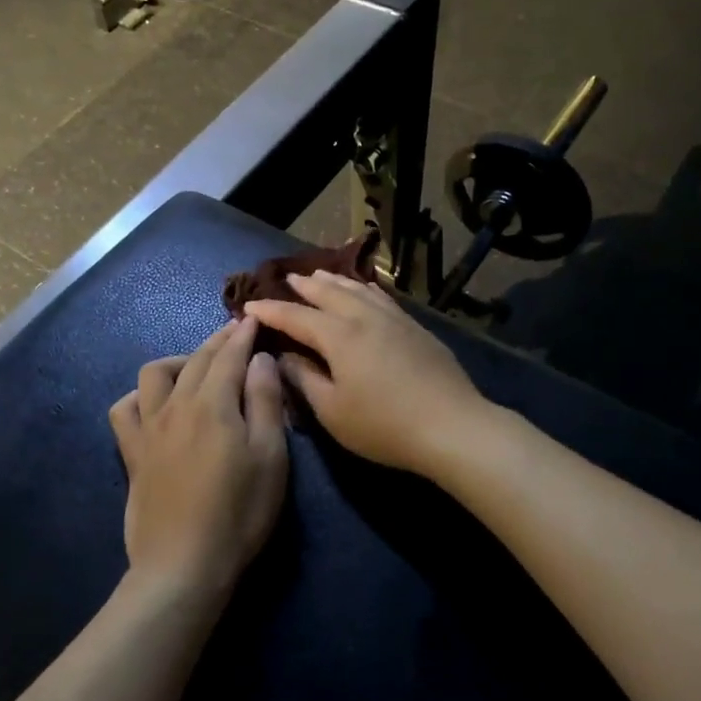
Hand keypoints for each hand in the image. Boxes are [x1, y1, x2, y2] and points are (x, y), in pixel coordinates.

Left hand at [108, 318, 288, 602]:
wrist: (184, 565)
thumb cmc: (239, 512)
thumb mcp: (270, 457)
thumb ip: (266, 402)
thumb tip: (260, 359)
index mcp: (213, 404)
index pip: (229, 356)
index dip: (242, 335)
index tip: (251, 319)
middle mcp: (176, 406)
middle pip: (196, 359)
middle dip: (217, 341)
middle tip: (234, 333)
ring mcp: (149, 428)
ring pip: (154, 374)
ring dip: (178, 361)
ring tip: (196, 367)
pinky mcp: (133, 454)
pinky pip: (124, 409)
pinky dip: (139, 397)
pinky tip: (153, 403)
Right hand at [245, 272, 491, 476]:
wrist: (451, 425)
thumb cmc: (384, 425)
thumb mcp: (332, 411)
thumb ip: (304, 379)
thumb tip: (284, 355)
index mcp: (339, 336)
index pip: (296, 316)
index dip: (271, 310)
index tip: (249, 305)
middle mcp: (364, 317)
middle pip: (329, 293)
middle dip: (304, 286)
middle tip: (287, 279)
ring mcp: (394, 319)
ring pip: (358, 289)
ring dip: (335, 281)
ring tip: (319, 275)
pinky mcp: (415, 327)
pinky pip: (382, 297)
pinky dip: (365, 288)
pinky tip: (365, 289)